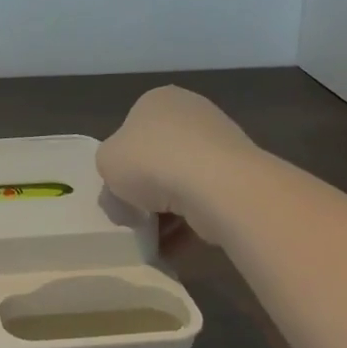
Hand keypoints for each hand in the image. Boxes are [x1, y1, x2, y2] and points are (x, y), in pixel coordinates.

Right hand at [97, 85, 255, 242]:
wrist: (216, 186)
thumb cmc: (151, 161)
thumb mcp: (106, 164)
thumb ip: (108, 175)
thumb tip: (123, 197)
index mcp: (157, 100)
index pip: (131, 130)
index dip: (121, 162)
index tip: (118, 189)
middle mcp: (192, 114)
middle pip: (159, 158)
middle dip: (147, 190)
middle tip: (134, 215)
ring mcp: (221, 145)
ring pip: (183, 183)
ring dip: (167, 212)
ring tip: (154, 239)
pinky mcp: (240, 177)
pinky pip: (205, 203)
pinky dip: (189, 225)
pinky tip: (175, 247)